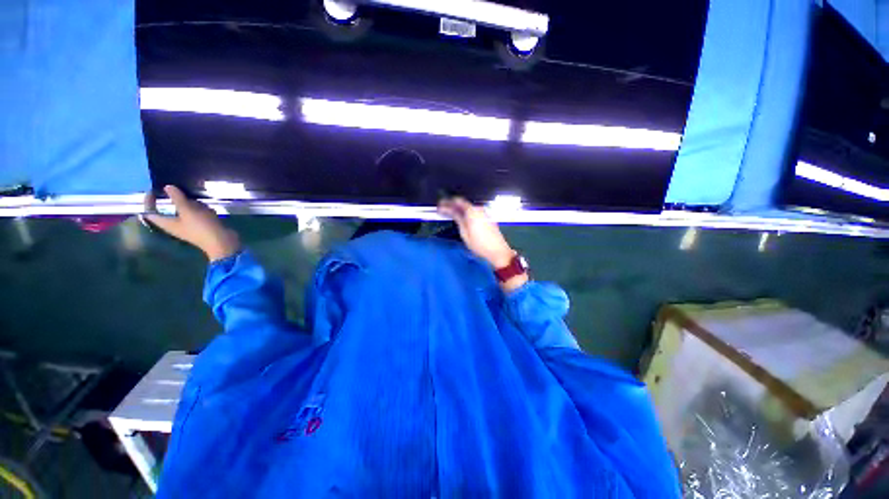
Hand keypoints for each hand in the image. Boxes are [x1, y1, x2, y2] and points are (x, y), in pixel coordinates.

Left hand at [143, 186, 240, 261]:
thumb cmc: (202, 228)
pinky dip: (201, 209)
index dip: (148, 202)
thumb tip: (167, 187)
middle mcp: (175, 224)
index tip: (153, 191)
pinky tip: (209, 208)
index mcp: (167, 223)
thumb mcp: (188, 211)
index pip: (150, 213)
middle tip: (180, 191)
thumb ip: (177, 198)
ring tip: (199, 201)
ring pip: (184, 211)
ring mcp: (189, 225)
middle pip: (169, 210)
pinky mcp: (201, 225)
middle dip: (174, 200)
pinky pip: (197, 214)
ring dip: (191, 204)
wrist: (222, 242)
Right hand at [437, 197, 514, 268]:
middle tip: (443, 209)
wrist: (497, 251)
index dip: (447, 202)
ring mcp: (484, 213)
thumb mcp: (465, 233)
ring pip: (468, 208)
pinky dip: (466, 213)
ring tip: (450, 214)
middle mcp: (479, 209)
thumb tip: (451, 211)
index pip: (457, 201)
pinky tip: (461, 218)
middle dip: (452, 205)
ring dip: (459, 209)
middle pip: (463, 203)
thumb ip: (458, 219)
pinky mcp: (487, 218)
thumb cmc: (480, 245)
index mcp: (473, 211)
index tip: (440, 205)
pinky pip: (474, 212)